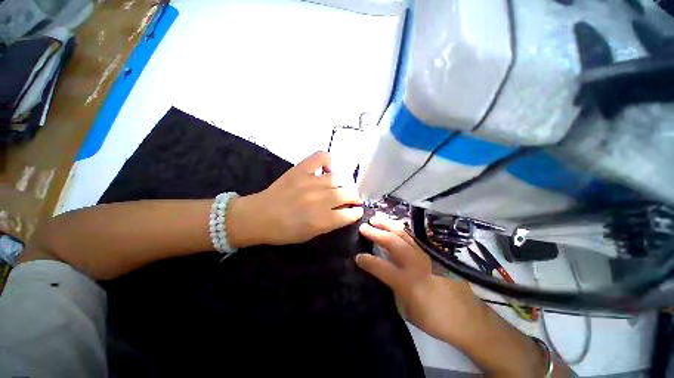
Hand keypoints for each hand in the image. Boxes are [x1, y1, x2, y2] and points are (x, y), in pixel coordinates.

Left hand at [228, 151, 363, 246]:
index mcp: (322, 220)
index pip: (350, 213)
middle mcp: (320, 199)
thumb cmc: (284, 231)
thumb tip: (345, 212)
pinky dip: (328, 160)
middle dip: (355, 197)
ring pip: (340, 177)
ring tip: (341, 186)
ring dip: (345, 183)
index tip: (357, 210)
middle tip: (352, 198)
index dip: (356, 212)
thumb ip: (330, 223)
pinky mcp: (301, 169)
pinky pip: (321, 157)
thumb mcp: (310, 235)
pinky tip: (326, 170)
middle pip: (348, 193)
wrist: (258, 217)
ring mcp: (311, 182)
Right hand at [356, 214, 487, 347]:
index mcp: (408, 282)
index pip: (380, 266)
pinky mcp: (436, 252)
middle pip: (392, 242)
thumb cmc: (435, 319)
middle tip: (363, 227)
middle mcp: (416, 264)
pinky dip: (403, 228)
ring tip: (377, 218)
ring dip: (388, 224)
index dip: (366, 260)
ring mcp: (428, 255)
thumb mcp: (408, 310)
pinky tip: (396, 224)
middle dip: (375, 233)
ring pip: (404, 233)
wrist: (469, 319)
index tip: (357, 256)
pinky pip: (416, 236)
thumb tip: (383, 271)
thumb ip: (394, 287)